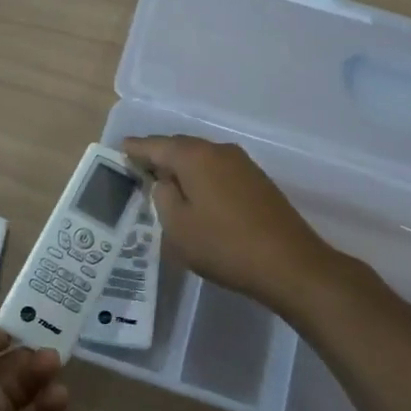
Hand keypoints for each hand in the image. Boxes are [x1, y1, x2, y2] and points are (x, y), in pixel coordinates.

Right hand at [124, 135, 349, 316]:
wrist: (290, 264)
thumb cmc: (224, 246)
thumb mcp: (178, 227)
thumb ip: (163, 197)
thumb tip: (165, 181)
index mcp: (194, 157)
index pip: (155, 145)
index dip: (135, 149)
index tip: (119, 150)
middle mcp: (219, 151)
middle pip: (180, 146)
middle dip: (158, 155)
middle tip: (137, 167)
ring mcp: (242, 164)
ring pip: (201, 158)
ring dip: (181, 167)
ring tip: (163, 183)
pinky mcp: (257, 181)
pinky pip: (217, 170)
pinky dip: (201, 177)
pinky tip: (196, 194)